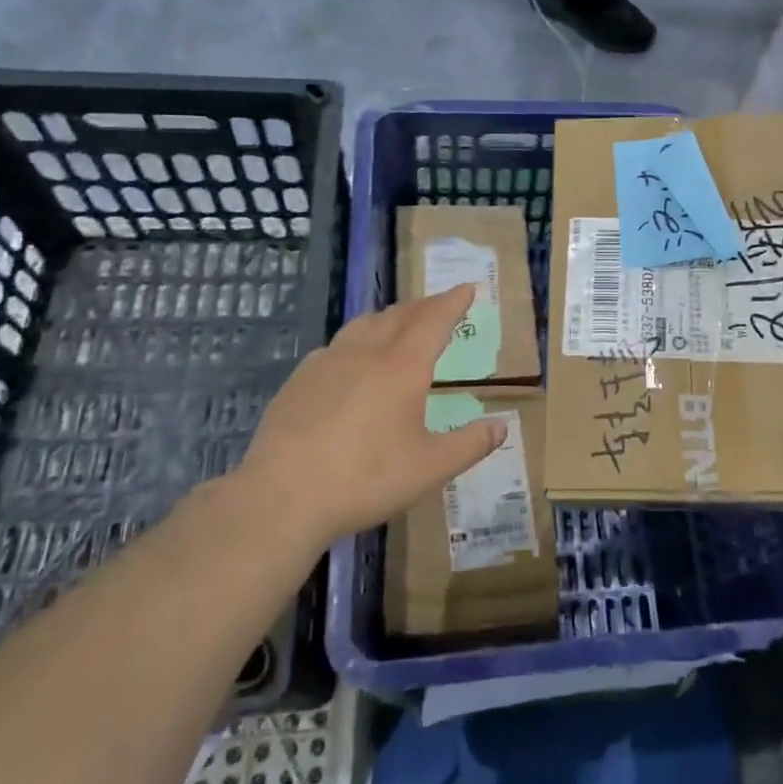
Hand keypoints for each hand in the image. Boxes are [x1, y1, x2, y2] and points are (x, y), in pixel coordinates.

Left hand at [235, 286, 505, 552]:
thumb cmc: (365, 479)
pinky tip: (352, 360)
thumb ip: (470, 444)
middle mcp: (366, 352)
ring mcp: (327, 361)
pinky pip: (337, 345)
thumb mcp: (429, 469)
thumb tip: (501, 425)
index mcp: (402, 366)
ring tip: (400, 322)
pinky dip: (358, 340)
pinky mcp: (299, 379)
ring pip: (365, 324)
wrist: (281, 497)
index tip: (467, 287)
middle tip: (441, 305)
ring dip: (390, 317)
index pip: (435, 320)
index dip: (453, 301)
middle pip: (400, 315)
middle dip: (425, 306)